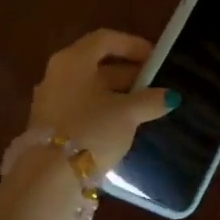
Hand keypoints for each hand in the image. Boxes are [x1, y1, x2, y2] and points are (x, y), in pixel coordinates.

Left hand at [29, 29, 175, 173]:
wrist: (49, 180)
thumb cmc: (91, 130)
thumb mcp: (127, 114)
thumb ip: (150, 100)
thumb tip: (171, 96)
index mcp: (73, 60)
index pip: (106, 39)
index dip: (133, 45)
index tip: (155, 58)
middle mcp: (57, 74)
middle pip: (97, 64)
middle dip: (128, 72)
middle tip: (153, 84)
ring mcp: (50, 100)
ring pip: (89, 88)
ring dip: (116, 93)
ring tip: (143, 106)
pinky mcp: (48, 125)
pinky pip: (80, 107)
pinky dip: (102, 109)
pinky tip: (121, 125)